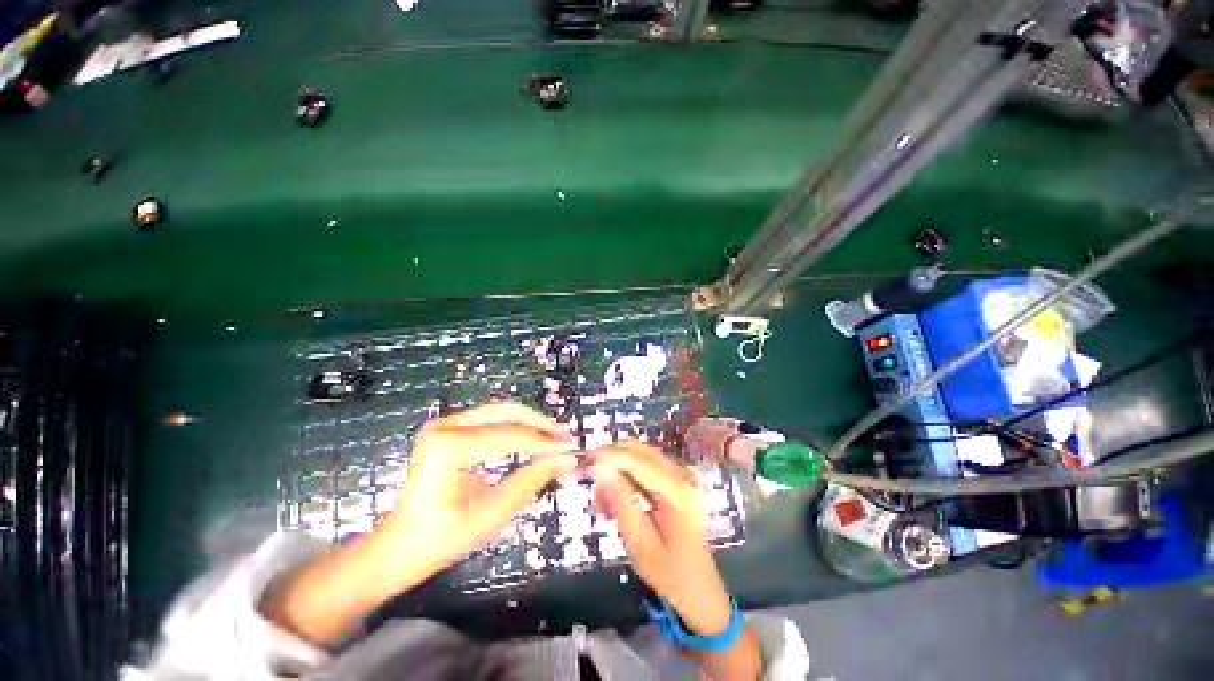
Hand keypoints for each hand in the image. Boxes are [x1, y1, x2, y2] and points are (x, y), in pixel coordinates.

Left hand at [262, 402, 575, 642]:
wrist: (401, 545)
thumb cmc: (443, 537)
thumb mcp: (493, 512)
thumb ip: (532, 480)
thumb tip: (565, 459)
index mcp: (448, 447)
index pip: (508, 436)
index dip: (543, 442)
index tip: (570, 447)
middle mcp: (444, 426)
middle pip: (504, 413)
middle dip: (538, 424)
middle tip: (565, 437)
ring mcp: (444, 424)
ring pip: (499, 412)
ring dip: (529, 423)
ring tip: (554, 436)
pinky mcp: (447, 428)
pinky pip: (489, 420)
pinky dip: (513, 428)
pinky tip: (531, 437)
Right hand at [589, 440, 732, 636]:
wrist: (699, 589)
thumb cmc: (670, 573)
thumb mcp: (639, 543)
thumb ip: (620, 502)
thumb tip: (599, 469)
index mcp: (678, 492)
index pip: (638, 460)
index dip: (610, 455)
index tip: (585, 458)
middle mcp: (682, 475)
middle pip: (640, 451)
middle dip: (612, 459)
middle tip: (589, 477)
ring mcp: (681, 475)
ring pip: (641, 456)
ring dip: (618, 468)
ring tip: (603, 502)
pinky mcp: (676, 480)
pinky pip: (646, 466)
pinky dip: (627, 475)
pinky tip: (615, 499)